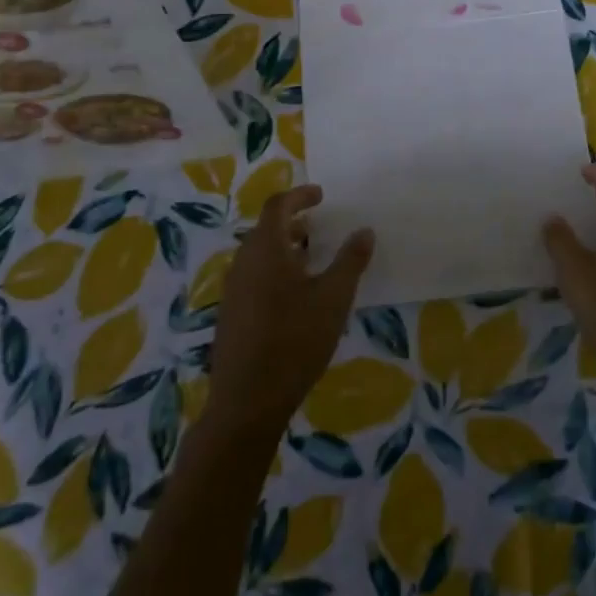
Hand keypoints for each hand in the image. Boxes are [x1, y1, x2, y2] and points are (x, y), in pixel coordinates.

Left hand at [206, 185, 373, 440]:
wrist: (247, 400)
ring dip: (284, 247)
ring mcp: (233, 289)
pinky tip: (294, 295)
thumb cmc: (295, 341)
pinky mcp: (231, 313)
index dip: (299, 195)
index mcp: (266, 249)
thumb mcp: (333, 298)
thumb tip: (364, 230)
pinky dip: (274, 269)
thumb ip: (350, 261)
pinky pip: (253, 275)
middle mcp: (244, 261)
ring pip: (259, 253)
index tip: (321, 195)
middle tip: (319, 226)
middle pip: (266, 228)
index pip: (278, 206)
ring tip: (311, 259)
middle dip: (293, 222)